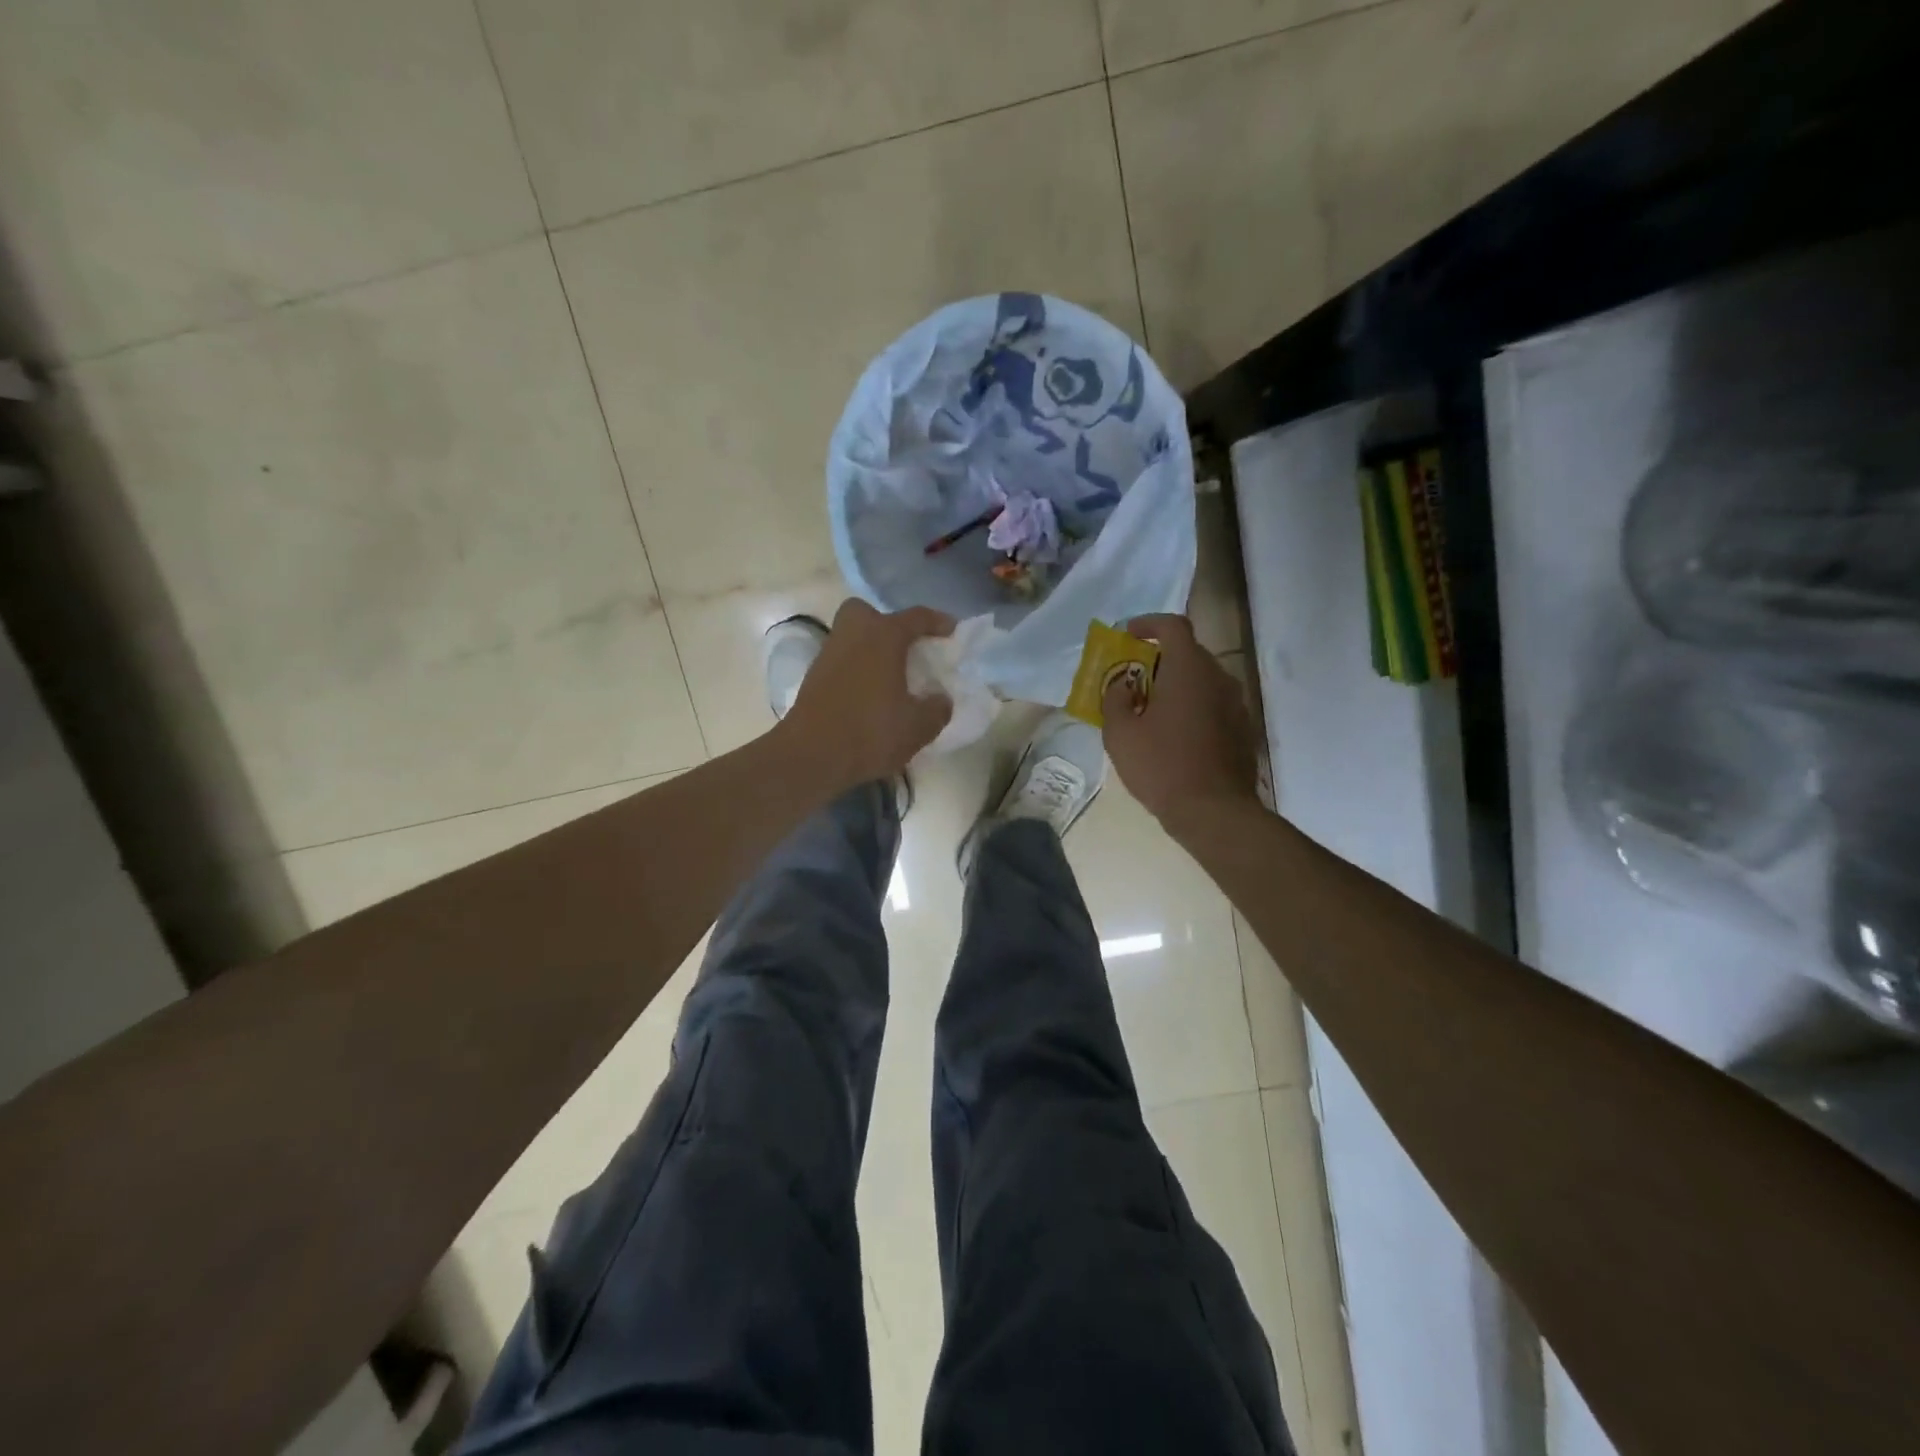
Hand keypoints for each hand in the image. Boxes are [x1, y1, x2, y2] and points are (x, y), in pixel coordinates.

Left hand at [781, 598, 955, 790]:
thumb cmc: (870, 733)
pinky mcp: (813, 677)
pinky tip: (869, 694)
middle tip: (904, 648)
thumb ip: (937, 709)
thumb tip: (941, 699)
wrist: (811, 757)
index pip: (916, 618)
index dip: (937, 621)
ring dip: (870, 649)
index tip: (951, 629)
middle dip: (886, 624)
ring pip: (851, 636)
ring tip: (890, 676)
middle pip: (868, 613)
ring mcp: (828, 654)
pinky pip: (841, 660)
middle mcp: (853, 635)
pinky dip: (856, 669)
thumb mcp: (917, 727)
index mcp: (883, 637)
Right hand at [1102, 614, 1260, 831]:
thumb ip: (1115, 699)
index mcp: (1189, 669)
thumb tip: (1123, 685)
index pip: (1173, 626)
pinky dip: (1193, 708)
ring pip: (1203, 681)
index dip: (1148, 623)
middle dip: (1159, 660)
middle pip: (1189, 653)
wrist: (1213, 811)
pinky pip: (1214, 705)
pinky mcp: (1243, 729)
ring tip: (1152, 710)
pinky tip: (1176, 735)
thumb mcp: (1120, 733)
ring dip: (1177, 686)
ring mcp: (1236, 704)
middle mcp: (1219, 677)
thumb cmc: (1161, 766)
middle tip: (1134, 679)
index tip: (1128, 635)